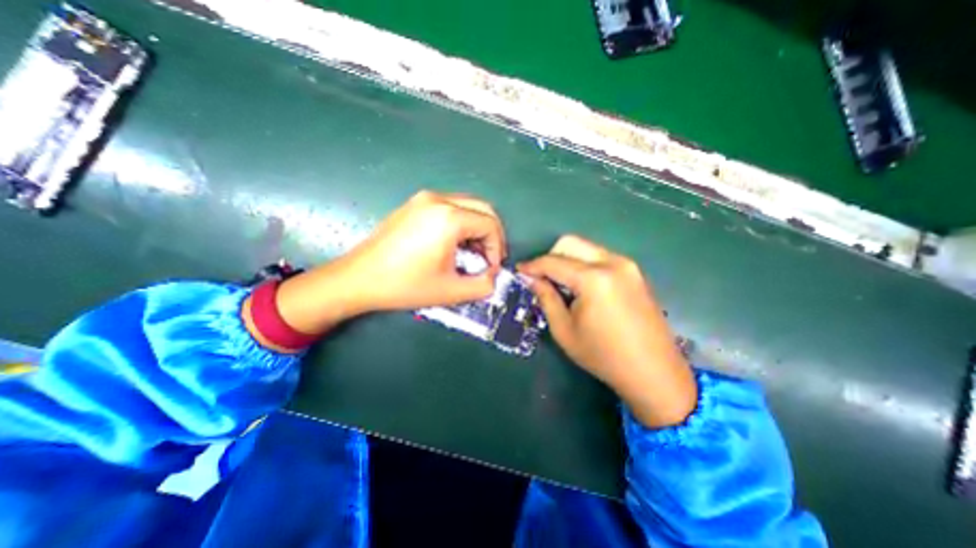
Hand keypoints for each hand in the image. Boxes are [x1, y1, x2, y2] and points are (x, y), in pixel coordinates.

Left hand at [252, 188, 503, 341]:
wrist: (358, 278)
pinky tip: (453, 245)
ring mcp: (424, 198)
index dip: (497, 248)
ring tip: (471, 254)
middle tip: (488, 259)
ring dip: (477, 229)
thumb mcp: (451, 291)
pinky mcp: (414, 204)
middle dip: (492, 235)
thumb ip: (483, 285)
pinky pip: (450, 207)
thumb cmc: (405, 284)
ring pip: (467, 206)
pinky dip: (461, 224)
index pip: (490, 225)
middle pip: (483, 208)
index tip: (491, 269)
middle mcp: (438, 199)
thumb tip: (493, 277)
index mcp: (449, 218)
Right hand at [518, 236, 693, 427]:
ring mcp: (627, 266)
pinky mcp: (635, 273)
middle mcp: (612, 263)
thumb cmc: (603, 356)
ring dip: (568, 260)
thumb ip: (546, 298)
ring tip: (561, 284)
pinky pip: (601, 257)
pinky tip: (582, 287)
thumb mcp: (564, 330)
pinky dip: (584, 265)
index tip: (520, 270)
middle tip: (541, 278)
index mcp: (593, 279)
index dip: (533, 265)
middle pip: (571, 243)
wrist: (654, 372)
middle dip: (551, 256)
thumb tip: (532, 279)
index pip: (553, 262)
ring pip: (587, 248)